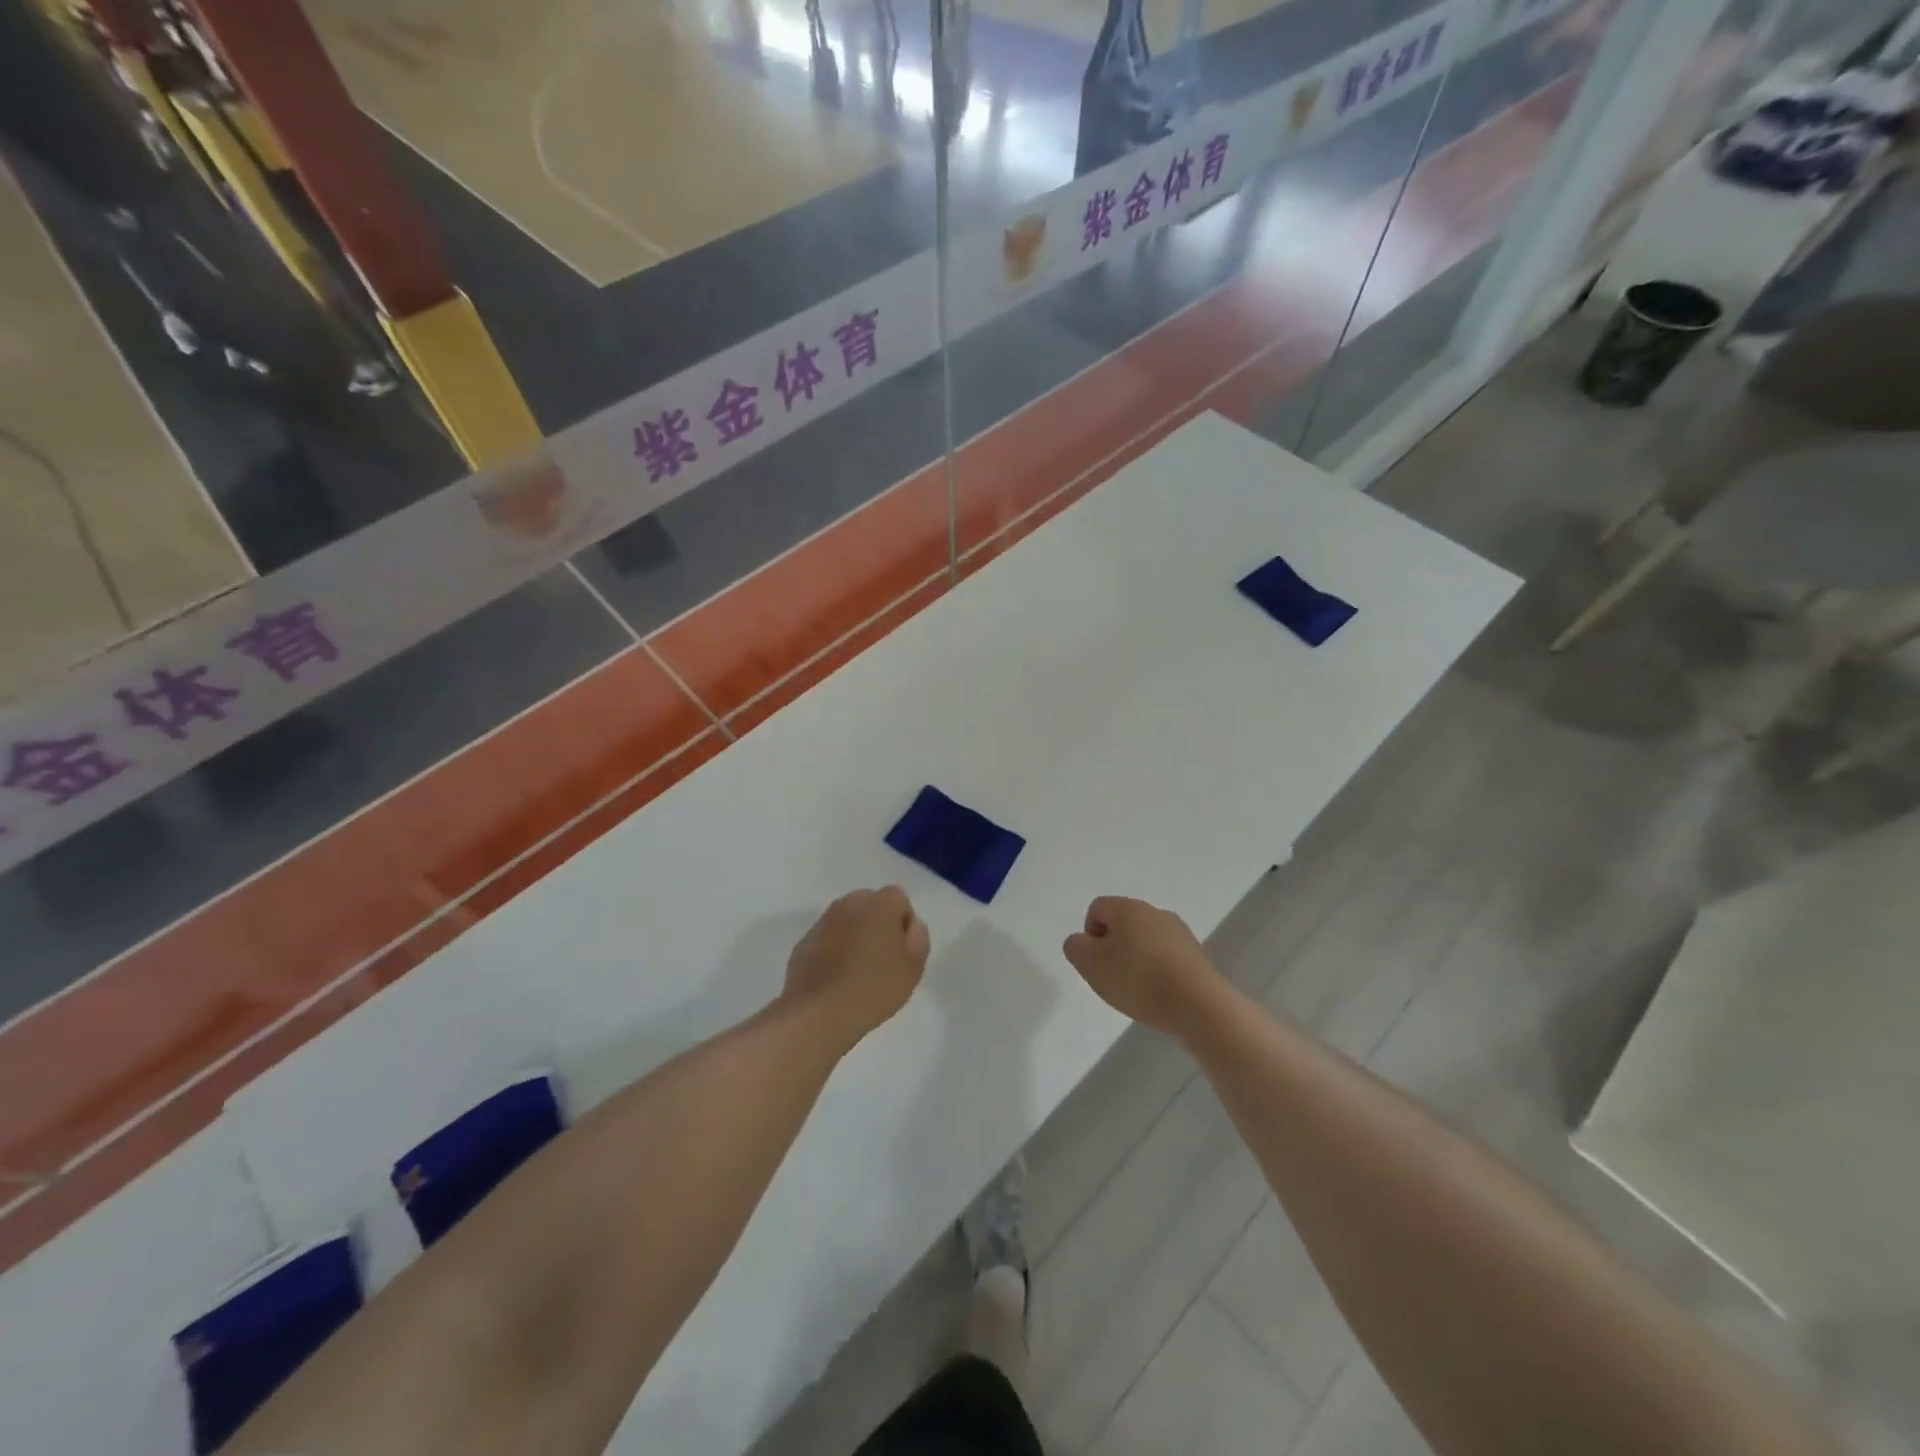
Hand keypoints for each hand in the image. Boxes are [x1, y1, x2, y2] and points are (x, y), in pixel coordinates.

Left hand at [784, 887, 930, 1051]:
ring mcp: (823, 921)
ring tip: (858, 971)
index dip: (904, 923)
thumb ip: (919, 939)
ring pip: (848, 920)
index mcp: (879, 905)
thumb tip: (912, 926)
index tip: (902, 952)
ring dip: (855, 935)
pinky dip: (834, 949)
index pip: (899, 899)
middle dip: (879, 924)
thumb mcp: (913, 969)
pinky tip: (836, 978)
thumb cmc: (873, 988)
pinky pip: (828, 938)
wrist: (818, 1013)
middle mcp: (849, 904)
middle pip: (871, 904)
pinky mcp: (804, 941)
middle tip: (882, 960)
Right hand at [1063, 896, 1221, 1037]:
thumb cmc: (1137, 978)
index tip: (1096, 963)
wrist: (1197, 1005)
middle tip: (1112, 979)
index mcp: (1127, 907)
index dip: (1089, 936)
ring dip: (1136, 962)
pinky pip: (1166, 958)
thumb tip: (1083, 941)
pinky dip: (1158, 973)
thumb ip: (1075, 947)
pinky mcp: (1196, 955)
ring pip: (1145, 942)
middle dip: (1112, 950)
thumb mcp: (1089, 964)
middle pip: (1122, 925)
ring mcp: (1179, 932)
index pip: (1096, 909)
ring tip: (1138, 991)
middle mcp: (1154, 911)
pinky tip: (1160, 995)